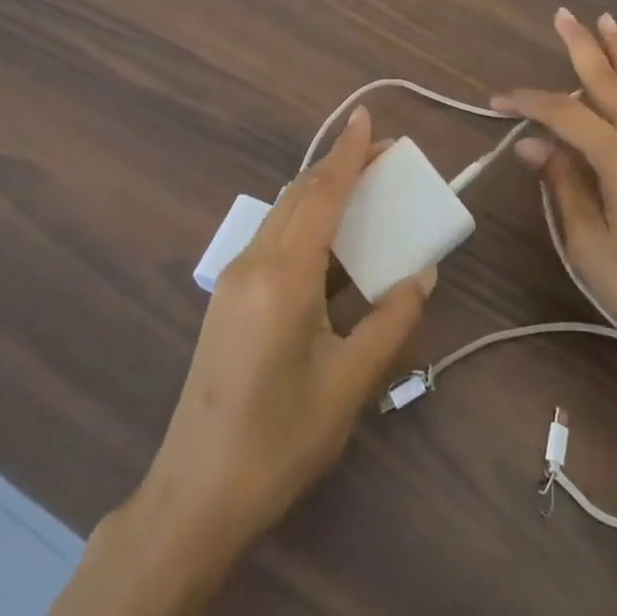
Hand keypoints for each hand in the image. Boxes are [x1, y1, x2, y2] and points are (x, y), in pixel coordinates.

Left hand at [140, 107, 435, 551]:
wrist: (195, 497)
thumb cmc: (280, 439)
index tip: (366, 117)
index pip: (322, 195)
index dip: (347, 153)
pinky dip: (305, 223)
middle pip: (299, 195)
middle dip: (338, 167)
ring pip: (282, 215)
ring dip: (320, 194)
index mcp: (283, 277)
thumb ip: (391, 321)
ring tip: (363, 191)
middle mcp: (252, 264)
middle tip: (382, 155)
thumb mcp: (350, 383)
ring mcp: (232, 281)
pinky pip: (272, 241)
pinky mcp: (227, 301)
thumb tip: (421, 275)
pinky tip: (330, 245)